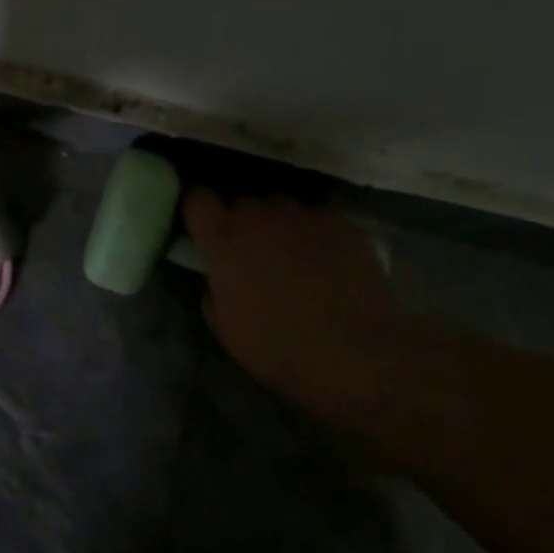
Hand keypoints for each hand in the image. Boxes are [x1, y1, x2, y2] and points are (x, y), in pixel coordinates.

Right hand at [182, 189, 401, 415]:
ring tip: (291, 258)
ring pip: (279, 209)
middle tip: (250, 255)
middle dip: (240, 224)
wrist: (357, 354)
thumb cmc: (278, 346)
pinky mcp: (341, 223)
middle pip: (240, 203)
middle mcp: (261, 215)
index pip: (197, 198)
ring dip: (277, 227)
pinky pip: (315, 220)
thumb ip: (213, 287)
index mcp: (224, 238)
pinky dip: (313, 236)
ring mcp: (304, 216)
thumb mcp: (225, 326)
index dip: (197, 210)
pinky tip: (325, 264)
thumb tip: (220, 275)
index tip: (202, 229)